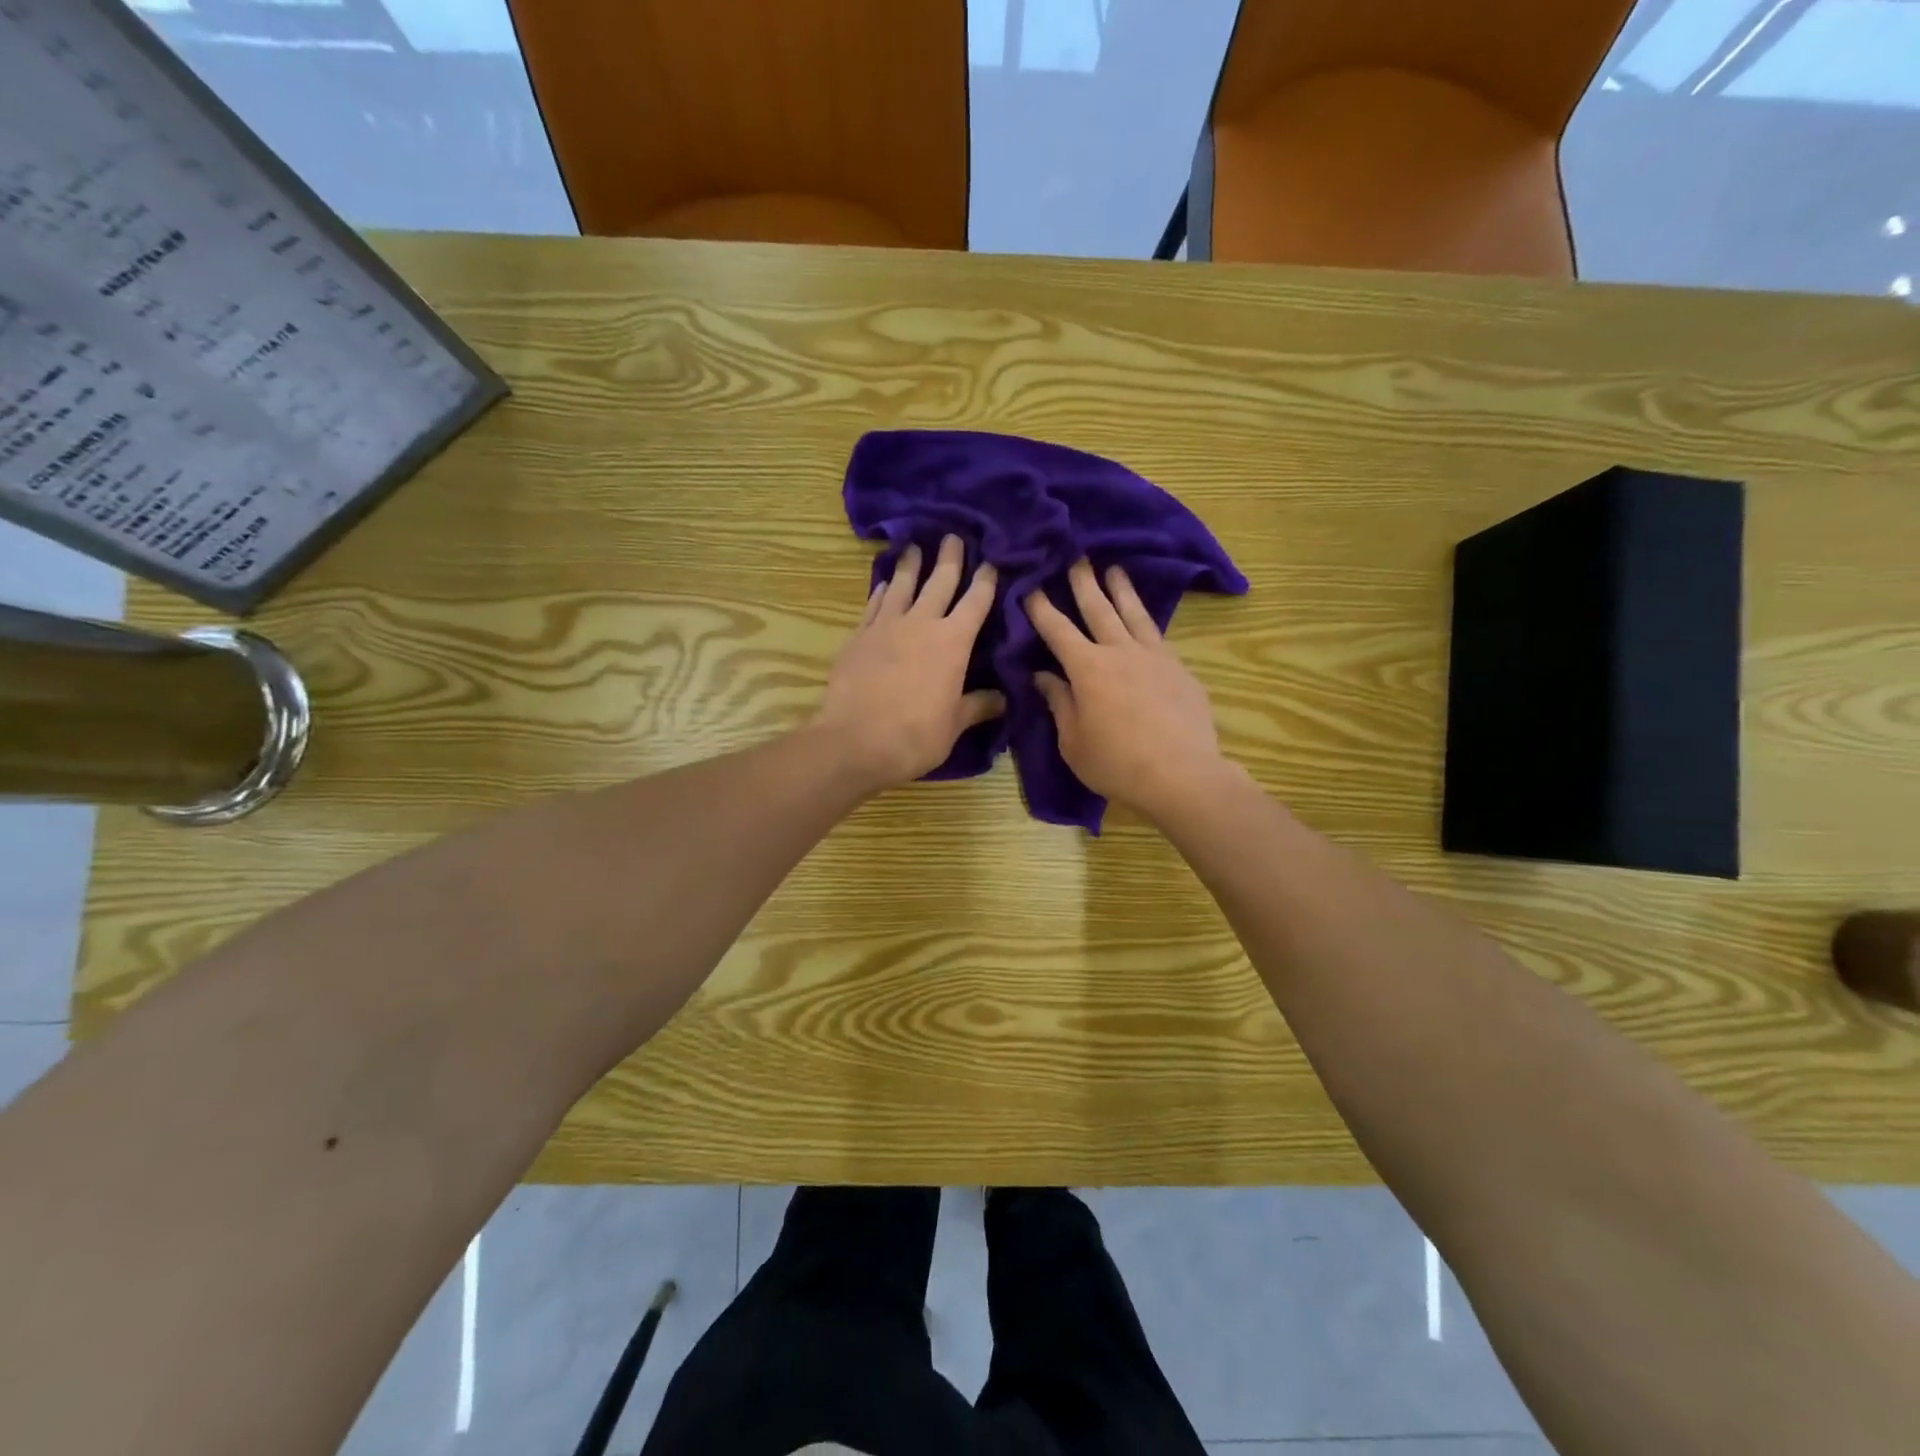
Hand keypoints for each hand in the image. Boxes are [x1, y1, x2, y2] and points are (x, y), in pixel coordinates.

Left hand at [814, 535, 1004, 792]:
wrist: (854, 741)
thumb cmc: (915, 736)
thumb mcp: (954, 725)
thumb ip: (978, 706)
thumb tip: (1003, 699)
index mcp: (953, 643)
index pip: (976, 602)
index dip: (986, 580)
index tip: (991, 562)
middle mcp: (921, 624)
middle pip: (939, 582)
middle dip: (949, 558)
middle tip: (952, 536)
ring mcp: (886, 626)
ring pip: (902, 585)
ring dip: (911, 564)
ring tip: (914, 546)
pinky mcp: (858, 636)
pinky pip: (874, 604)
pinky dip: (882, 590)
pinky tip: (884, 584)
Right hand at [1025, 560, 1225, 820]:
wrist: (1181, 774)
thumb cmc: (1116, 763)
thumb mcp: (1073, 741)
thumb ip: (1059, 703)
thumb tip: (1044, 676)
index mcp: (1087, 668)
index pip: (1057, 630)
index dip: (1041, 608)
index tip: (1030, 587)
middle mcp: (1120, 651)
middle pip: (1098, 609)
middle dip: (1083, 583)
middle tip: (1076, 558)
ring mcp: (1154, 657)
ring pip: (1134, 613)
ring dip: (1121, 589)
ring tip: (1114, 569)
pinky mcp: (1179, 669)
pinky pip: (1158, 635)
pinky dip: (1146, 619)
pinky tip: (1145, 616)